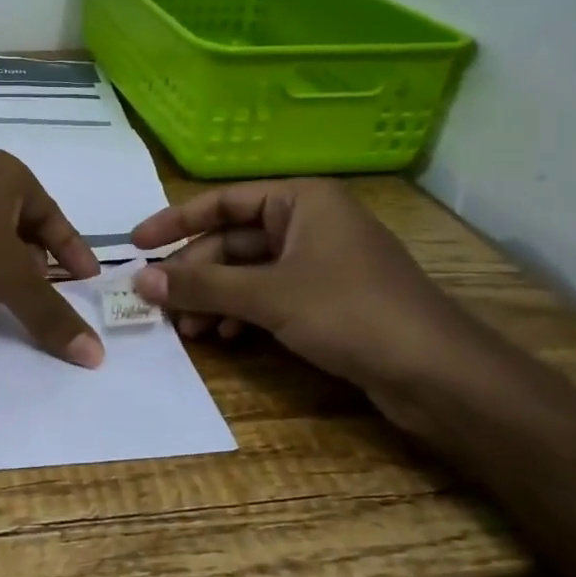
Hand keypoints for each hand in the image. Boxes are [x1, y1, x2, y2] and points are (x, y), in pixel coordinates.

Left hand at [0, 151, 105, 367]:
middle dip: (37, 262)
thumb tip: (97, 356)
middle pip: (21, 226)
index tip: (89, 280)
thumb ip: (51, 314)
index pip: (54, 215)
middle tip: (49, 295)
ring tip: (13, 300)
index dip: (73, 250)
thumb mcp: (10, 277)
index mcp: (7, 174)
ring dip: (4, 270)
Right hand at [130, 179, 476, 388]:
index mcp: (300, 201)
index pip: (222, 201)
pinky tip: (223, 337)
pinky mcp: (327, 299)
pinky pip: (268, 295)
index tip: (136, 245)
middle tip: (159, 303)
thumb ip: (201, 286)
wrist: (439, 375)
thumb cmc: (351, 313)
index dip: (175, 222)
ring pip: (248, 272)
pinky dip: (241, 313)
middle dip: (195, 274)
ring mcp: (319, 262)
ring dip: (214, 298)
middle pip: (232, 241)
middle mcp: (308, 223)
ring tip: (188, 329)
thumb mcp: (268, 296)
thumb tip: (141, 280)